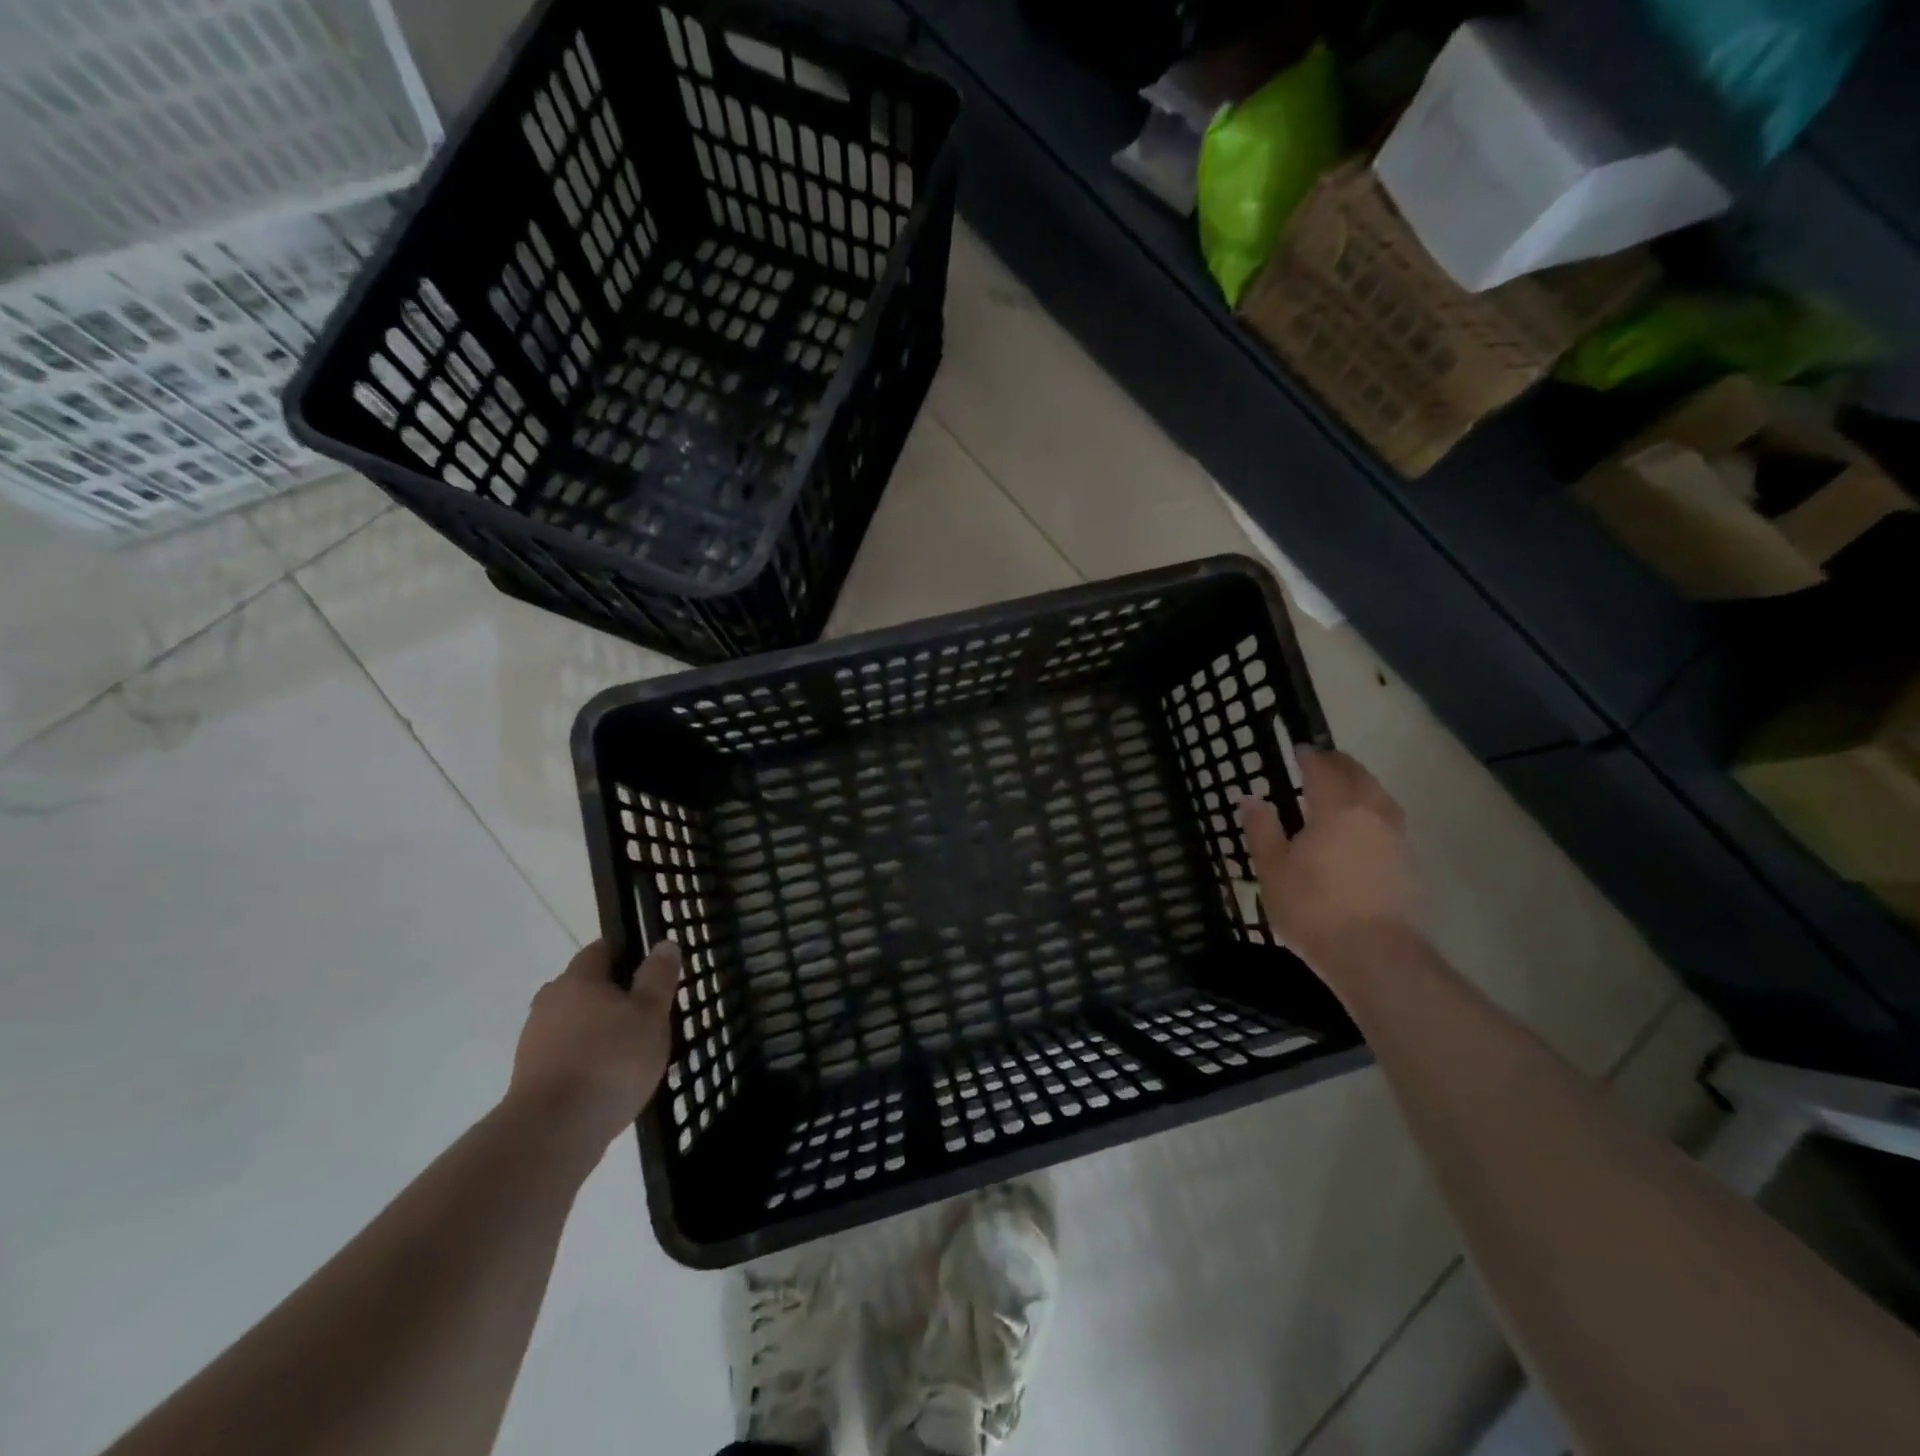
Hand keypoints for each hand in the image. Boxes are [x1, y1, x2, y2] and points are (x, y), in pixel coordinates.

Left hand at [507, 939, 680, 1156]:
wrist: (552, 1133)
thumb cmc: (611, 1060)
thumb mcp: (651, 1013)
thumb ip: (658, 976)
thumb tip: (664, 943)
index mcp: (578, 978)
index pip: (603, 949)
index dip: (629, 954)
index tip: (653, 972)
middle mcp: (550, 1001)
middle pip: (586, 986)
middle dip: (615, 994)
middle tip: (647, 1013)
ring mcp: (534, 1040)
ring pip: (575, 1021)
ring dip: (599, 1029)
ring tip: (632, 1051)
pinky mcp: (530, 1077)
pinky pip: (566, 1054)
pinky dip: (587, 1059)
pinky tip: (610, 1079)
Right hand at [1236, 748, 1419, 970]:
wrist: (1376, 957)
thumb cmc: (1313, 908)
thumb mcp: (1272, 869)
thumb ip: (1262, 829)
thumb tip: (1251, 798)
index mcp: (1336, 807)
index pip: (1322, 768)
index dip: (1309, 756)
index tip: (1298, 750)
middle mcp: (1373, 812)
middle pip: (1358, 775)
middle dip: (1338, 764)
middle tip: (1320, 763)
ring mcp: (1399, 837)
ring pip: (1380, 796)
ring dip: (1361, 786)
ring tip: (1343, 792)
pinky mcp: (1412, 863)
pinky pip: (1391, 822)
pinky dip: (1374, 813)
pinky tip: (1363, 831)